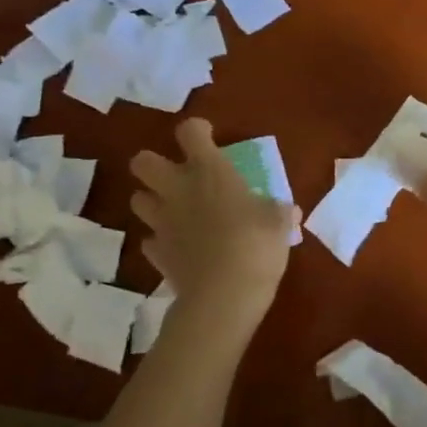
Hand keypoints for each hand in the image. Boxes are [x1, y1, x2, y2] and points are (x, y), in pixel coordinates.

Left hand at [130, 119, 295, 319]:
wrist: (225, 295)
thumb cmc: (256, 245)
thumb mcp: (279, 224)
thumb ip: (279, 211)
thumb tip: (289, 210)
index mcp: (209, 171)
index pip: (190, 132)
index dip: (197, 131)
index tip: (209, 138)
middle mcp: (178, 190)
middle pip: (142, 161)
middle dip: (154, 164)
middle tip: (178, 176)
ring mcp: (162, 222)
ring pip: (137, 199)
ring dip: (153, 201)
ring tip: (174, 210)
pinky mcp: (157, 253)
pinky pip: (151, 240)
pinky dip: (161, 240)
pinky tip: (179, 247)